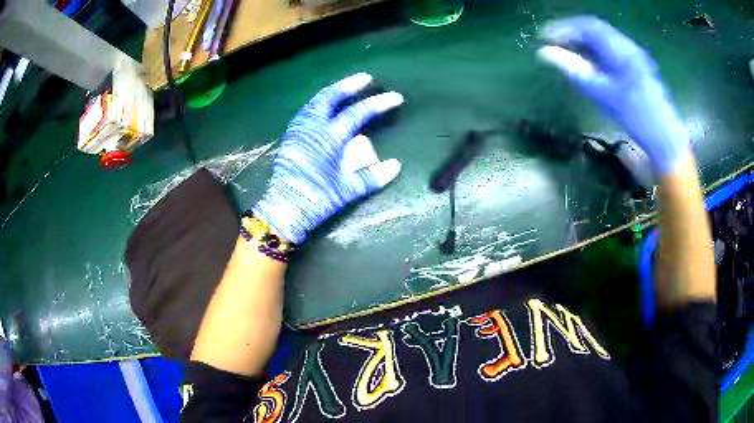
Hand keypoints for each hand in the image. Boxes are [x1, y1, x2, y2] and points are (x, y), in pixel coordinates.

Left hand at [253, 73, 403, 243]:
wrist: (284, 209)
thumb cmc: (317, 199)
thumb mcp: (347, 191)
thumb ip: (373, 177)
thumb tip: (396, 165)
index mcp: (328, 138)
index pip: (357, 113)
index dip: (377, 103)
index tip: (395, 97)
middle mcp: (312, 128)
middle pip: (330, 97)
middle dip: (349, 85)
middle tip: (365, 78)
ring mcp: (299, 130)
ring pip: (315, 102)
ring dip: (332, 92)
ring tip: (345, 89)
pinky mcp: (291, 137)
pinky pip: (306, 111)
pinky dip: (319, 103)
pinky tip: (324, 107)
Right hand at [537, 16, 688, 175]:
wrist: (666, 141)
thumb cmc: (637, 119)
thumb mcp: (604, 95)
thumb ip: (575, 70)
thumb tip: (545, 53)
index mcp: (622, 49)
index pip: (587, 26)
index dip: (564, 28)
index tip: (544, 37)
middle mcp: (628, 47)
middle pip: (595, 30)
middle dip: (571, 34)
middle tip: (552, 44)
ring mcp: (634, 57)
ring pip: (602, 41)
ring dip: (582, 43)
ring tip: (565, 53)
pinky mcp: (636, 68)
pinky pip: (610, 52)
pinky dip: (594, 53)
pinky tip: (586, 63)